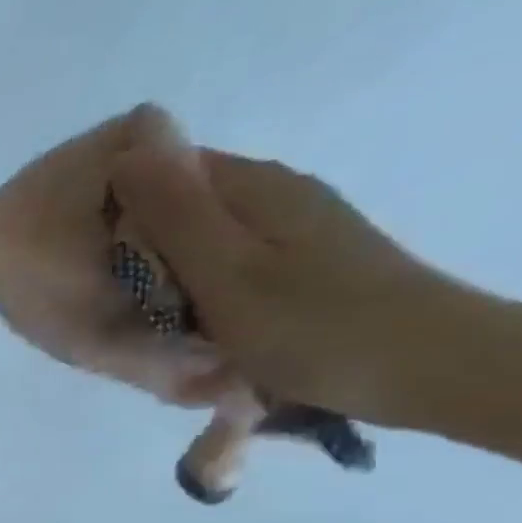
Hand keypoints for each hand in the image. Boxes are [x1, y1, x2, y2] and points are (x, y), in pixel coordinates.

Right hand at [108, 141, 464, 424]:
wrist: (431, 370)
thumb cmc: (313, 325)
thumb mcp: (225, 271)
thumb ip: (173, 214)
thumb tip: (125, 152)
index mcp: (252, 187)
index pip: (161, 170)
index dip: (118, 206)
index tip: (90, 257)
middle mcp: (273, 196)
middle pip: (179, 208)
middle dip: (138, 249)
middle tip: (117, 303)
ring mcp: (292, 231)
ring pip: (199, 243)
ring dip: (167, 278)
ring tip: (151, 324)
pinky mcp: (303, 266)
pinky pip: (225, 269)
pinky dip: (199, 294)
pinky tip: (194, 329)